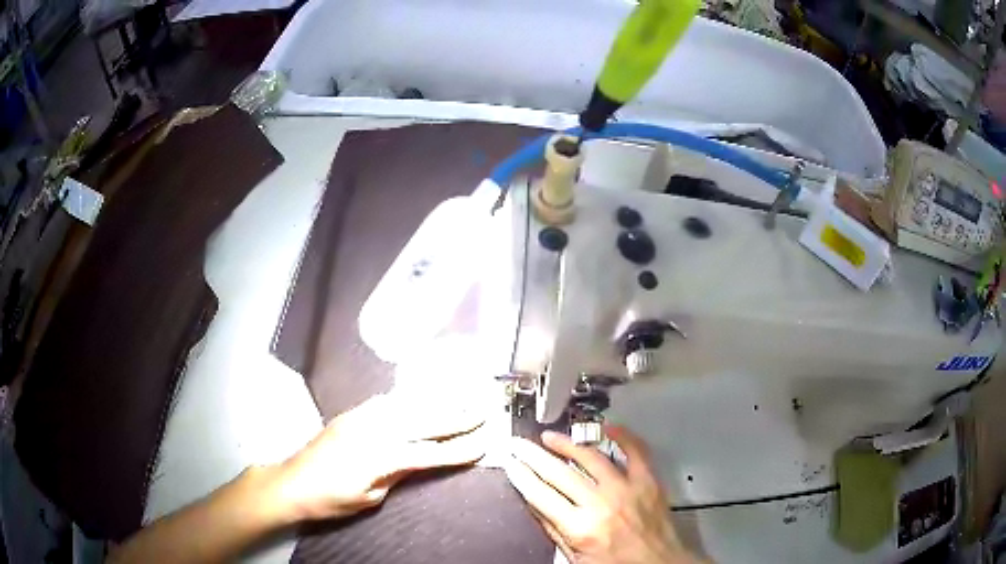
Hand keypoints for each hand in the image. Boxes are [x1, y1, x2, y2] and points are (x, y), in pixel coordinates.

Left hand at [269, 393, 485, 522]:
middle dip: (456, 417)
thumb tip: (419, 459)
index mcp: (379, 457)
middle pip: (423, 421)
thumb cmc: (330, 500)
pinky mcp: (351, 413)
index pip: (429, 452)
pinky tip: (421, 396)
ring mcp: (360, 417)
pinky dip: (409, 398)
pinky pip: (386, 401)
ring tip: (462, 395)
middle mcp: (372, 430)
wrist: (291, 482)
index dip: (459, 449)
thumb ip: (397, 474)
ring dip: (437, 401)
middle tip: (484, 409)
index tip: (485, 442)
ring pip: (407, 405)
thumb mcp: (369, 497)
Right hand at [504, 426, 700, 563]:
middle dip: (534, 456)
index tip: (511, 463)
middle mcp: (601, 504)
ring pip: (592, 458)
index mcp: (580, 527)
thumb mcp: (576, 558)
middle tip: (520, 444)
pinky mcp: (648, 482)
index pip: (541, 495)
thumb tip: (535, 505)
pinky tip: (609, 427)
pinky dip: (623, 437)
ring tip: (551, 437)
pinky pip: (636, 452)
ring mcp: (626, 489)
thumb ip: (555, 531)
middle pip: (559, 473)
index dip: (522, 476)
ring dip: (568, 444)